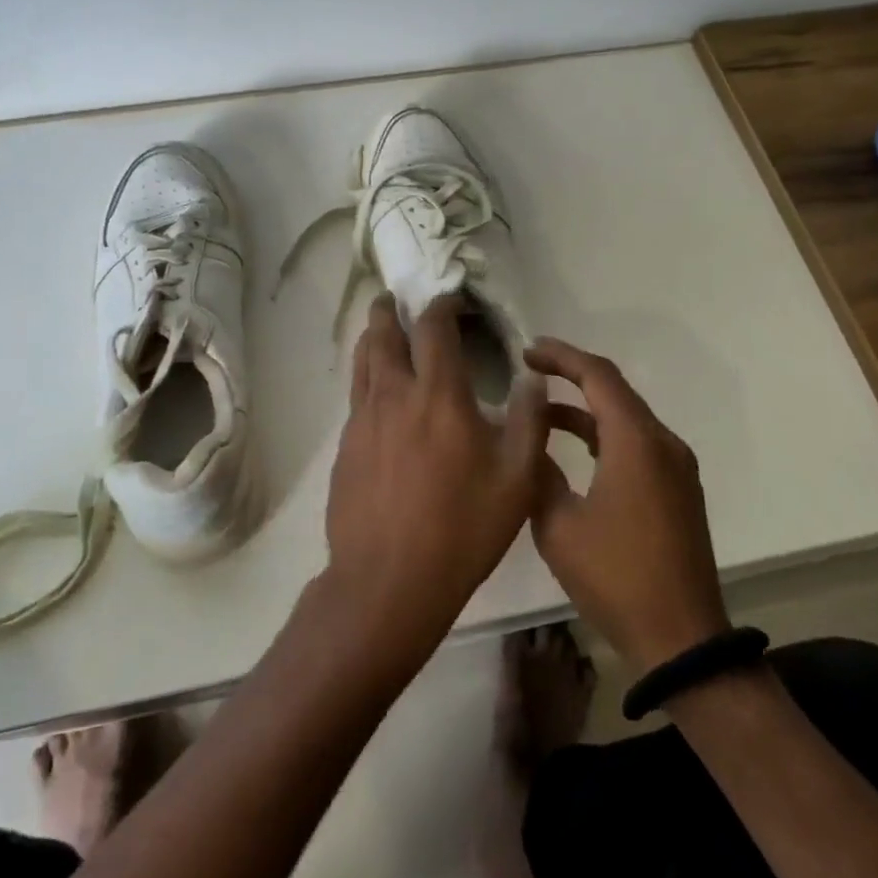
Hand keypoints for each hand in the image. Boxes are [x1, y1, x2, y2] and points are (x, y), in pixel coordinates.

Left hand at [322, 294, 547, 671]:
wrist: (387, 580)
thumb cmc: (461, 529)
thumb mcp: (516, 480)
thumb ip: (528, 422)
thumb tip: (532, 378)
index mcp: (438, 395)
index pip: (434, 330)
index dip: (440, 306)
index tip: (447, 297)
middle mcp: (394, 395)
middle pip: (383, 336)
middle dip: (388, 311)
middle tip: (392, 298)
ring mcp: (363, 420)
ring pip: (362, 362)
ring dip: (370, 338)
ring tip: (377, 328)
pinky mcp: (345, 446)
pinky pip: (355, 396)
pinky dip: (365, 377)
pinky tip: (374, 391)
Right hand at [525, 337, 730, 675]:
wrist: (682, 641)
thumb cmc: (616, 578)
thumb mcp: (559, 526)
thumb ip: (539, 474)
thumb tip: (527, 445)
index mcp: (636, 443)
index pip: (598, 376)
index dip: (561, 356)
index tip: (527, 350)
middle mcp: (663, 443)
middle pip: (615, 390)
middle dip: (572, 375)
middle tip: (530, 369)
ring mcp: (676, 468)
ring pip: (626, 418)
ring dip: (586, 408)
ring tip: (541, 409)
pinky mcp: (678, 490)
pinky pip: (637, 443)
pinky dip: (604, 433)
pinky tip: (574, 447)